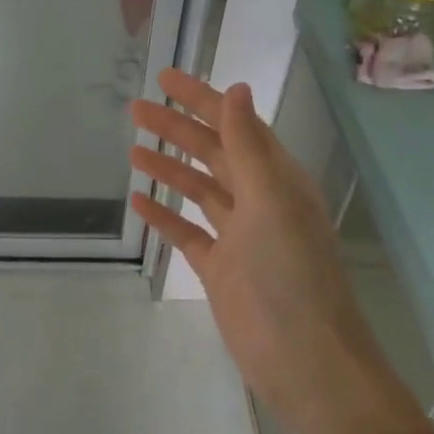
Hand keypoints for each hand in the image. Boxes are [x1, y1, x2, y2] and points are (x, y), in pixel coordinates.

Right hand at [130, 69, 370, 433]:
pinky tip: (139, 201)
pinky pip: (187, 232)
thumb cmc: (289, 273)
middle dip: (177, 129)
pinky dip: (164, 215)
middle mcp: (259, 201)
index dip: (202, 100)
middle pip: (212, 154)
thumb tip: (234, 90)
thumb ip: (248, 147)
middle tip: (136, 110)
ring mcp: (238, 236)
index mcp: (278, 179)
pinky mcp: (219, 268)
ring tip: (133, 148)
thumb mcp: (270, 201)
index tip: (165, 79)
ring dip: (169, 168)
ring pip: (198, 190)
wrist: (300, 354)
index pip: (236, 126)